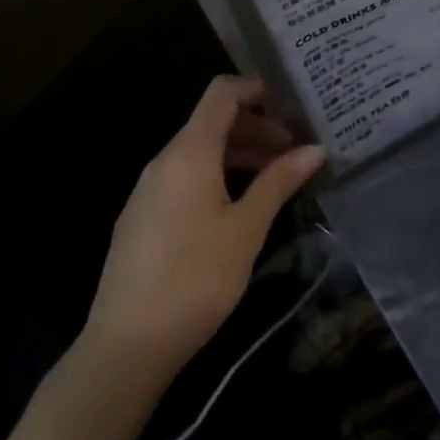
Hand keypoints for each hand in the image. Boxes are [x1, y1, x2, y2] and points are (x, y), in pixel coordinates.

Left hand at [78, 77, 324, 384]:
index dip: (256, 89)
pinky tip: (237, 207)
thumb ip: (279, 182)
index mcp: (189, 152)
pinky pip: (184, 176)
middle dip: (256, 128)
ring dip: (239, 154)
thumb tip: (315, 148)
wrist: (123, 350)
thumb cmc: (194, 280)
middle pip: (213, 121)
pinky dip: (216, 175)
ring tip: (274, 178)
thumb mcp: (246, 229)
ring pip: (200, 151)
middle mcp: (165, 160)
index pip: (222, 92)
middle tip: (293, 151)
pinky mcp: (142, 217)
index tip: (291, 106)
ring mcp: (148, 189)